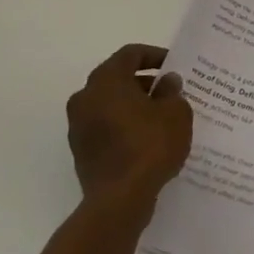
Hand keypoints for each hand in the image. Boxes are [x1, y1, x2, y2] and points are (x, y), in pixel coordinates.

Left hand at [66, 44, 193, 206]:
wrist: (119, 199)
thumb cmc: (150, 146)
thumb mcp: (175, 113)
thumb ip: (172, 91)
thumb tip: (167, 82)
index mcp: (107, 80)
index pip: (130, 54)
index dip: (154, 56)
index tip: (173, 66)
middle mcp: (85, 96)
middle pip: (117, 78)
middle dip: (144, 82)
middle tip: (169, 92)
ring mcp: (78, 125)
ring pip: (109, 104)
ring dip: (133, 105)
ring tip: (160, 117)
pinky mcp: (80, 150)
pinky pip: (105, 126)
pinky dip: (123, 125)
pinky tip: (146, 139)